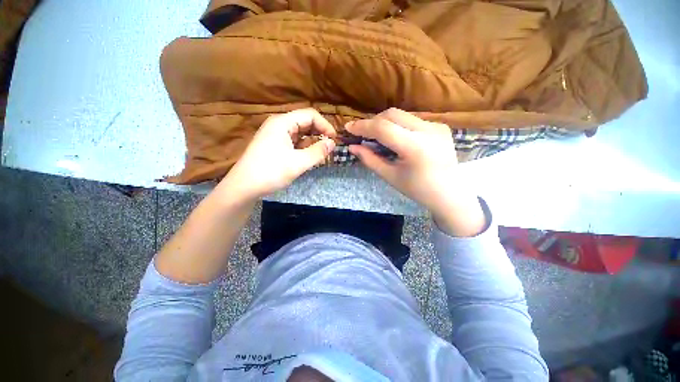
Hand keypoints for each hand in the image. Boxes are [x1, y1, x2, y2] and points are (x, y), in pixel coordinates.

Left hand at [219, 109, 336, 199]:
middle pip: (304, 122)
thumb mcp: (298, 163)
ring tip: (321, 154)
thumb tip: (333, 143)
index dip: (325, 125)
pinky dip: (303, 148)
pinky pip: (293, 142)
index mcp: (283, 122)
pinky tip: (308, 157)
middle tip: (329, 147)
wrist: (244, 187)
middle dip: (319, 133)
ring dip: (312, 142)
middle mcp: (278, 124)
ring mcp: (274, 135)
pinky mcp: (273, 145)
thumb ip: (318, 152)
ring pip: (299, 133)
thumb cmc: (271, 172)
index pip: (310, 115)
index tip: (334, 140)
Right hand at [347, 108, 485, 236]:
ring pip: (402, 115)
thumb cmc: (418, 190)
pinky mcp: (440, 126)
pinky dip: (398, 125)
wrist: (450, 193)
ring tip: (377, 136)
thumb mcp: (390, 176)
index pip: (383, 128)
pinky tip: (396, 138)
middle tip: (363, 133)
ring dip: (385, 122)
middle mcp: (428, 130)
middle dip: (373, 121)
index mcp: (415, 147)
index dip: (363, 126)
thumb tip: (352, 147)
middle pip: (392, 114)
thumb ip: (370, 159)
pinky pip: (412, 120)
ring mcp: (436, 126)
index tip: (348, 127)